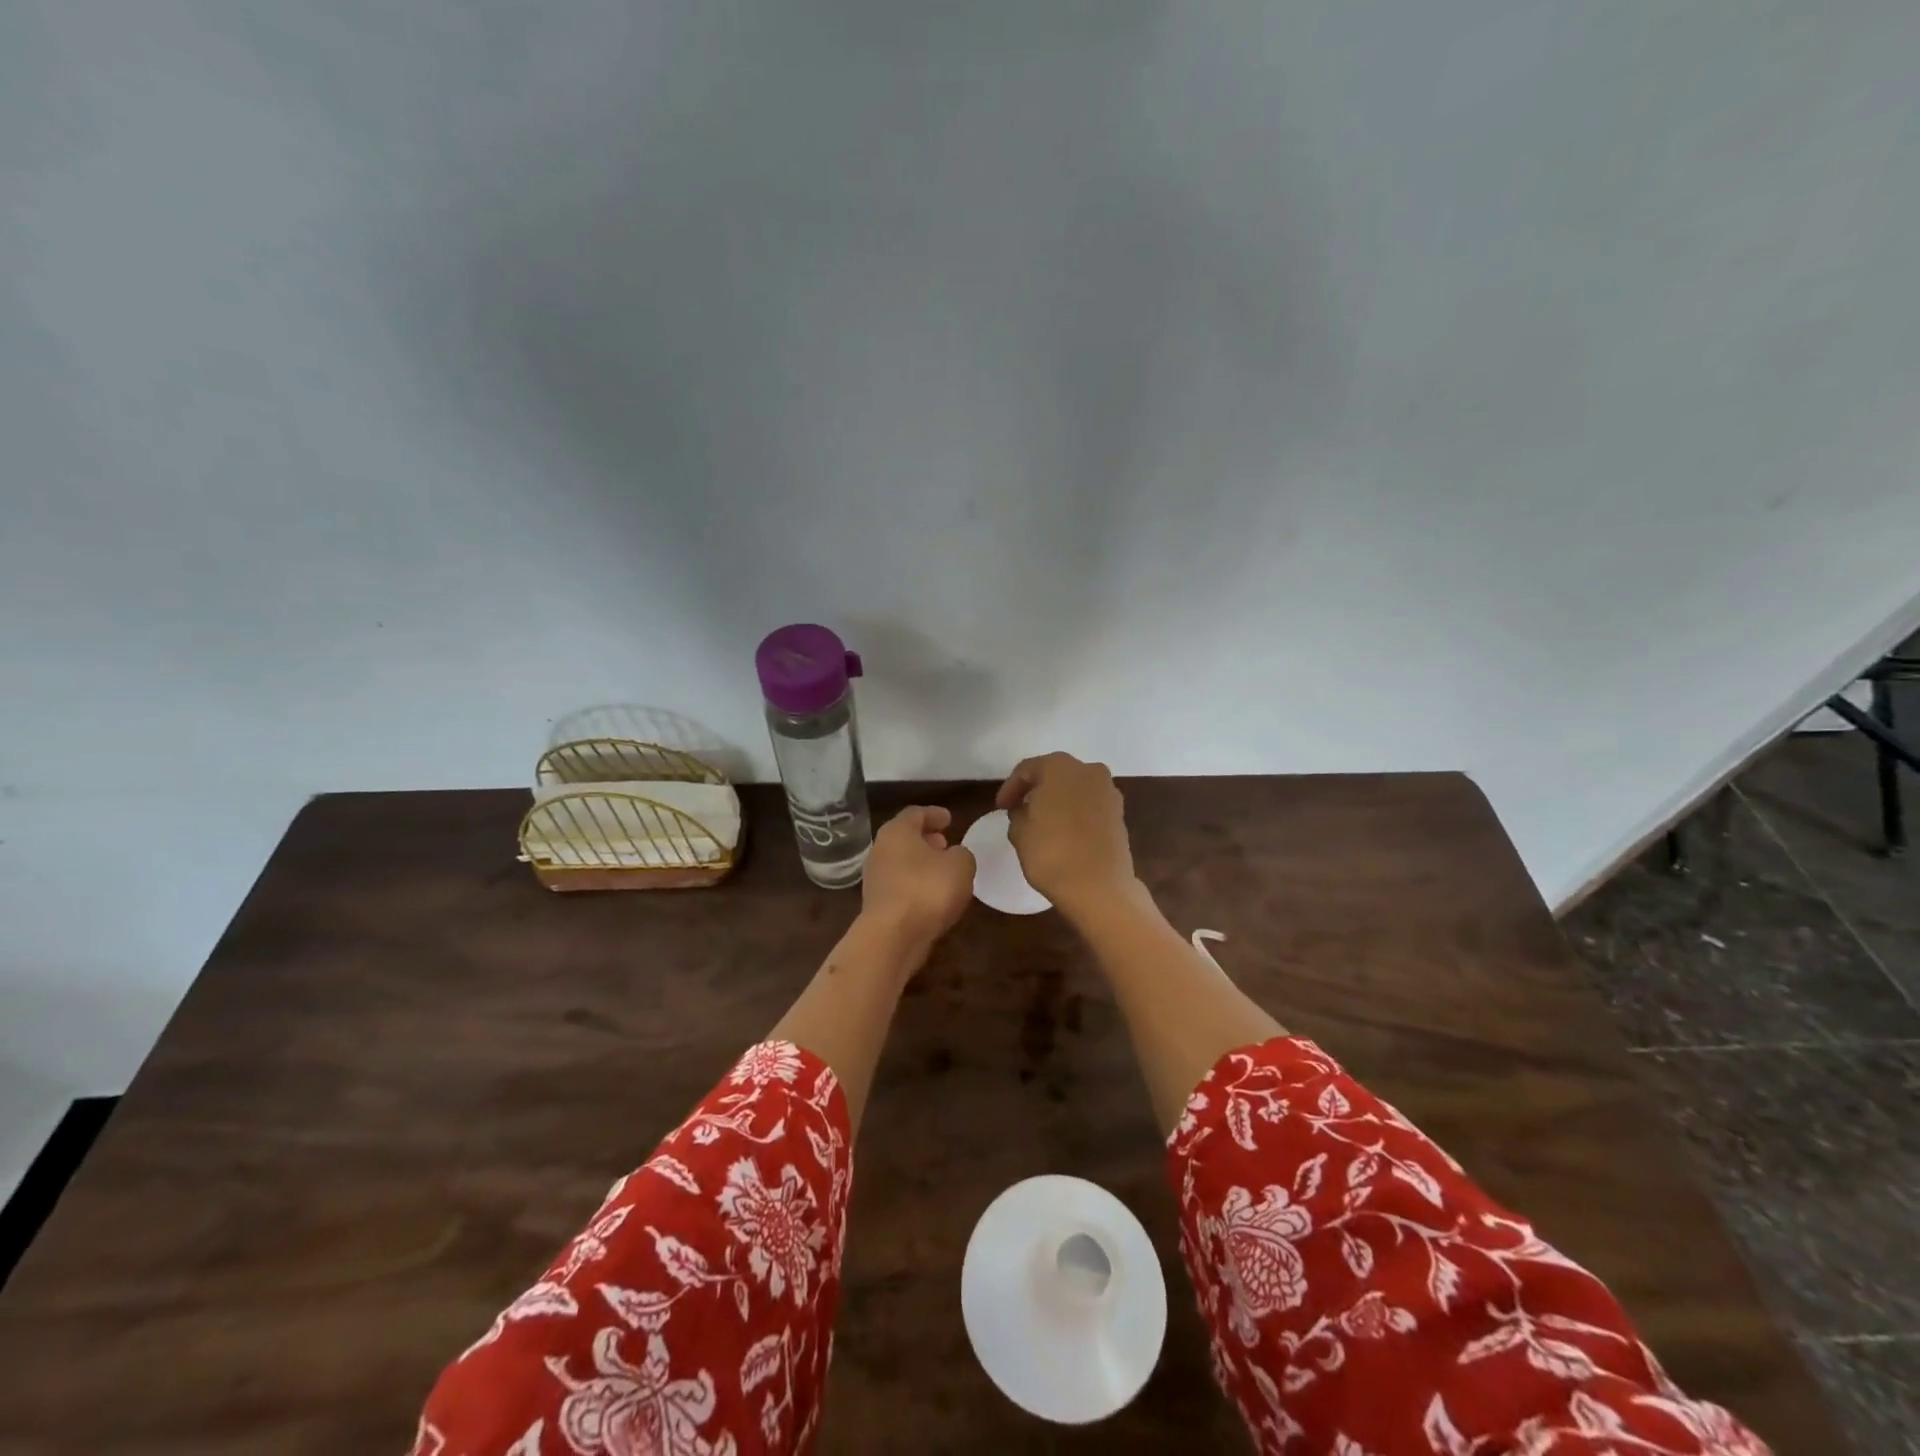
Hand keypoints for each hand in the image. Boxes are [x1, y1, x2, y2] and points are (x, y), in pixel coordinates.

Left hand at [858, 806, 975, 968]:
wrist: (893, 937)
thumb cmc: (927, 889)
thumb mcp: (961, 865)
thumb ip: (962, 854)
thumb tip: (955, 856)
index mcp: (897, 831)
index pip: (915, 813)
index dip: (934, 814)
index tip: (949, 818)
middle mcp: (880, 850)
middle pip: (904, 838)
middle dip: (926, 839)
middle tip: (946, 843)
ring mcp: (875, 879)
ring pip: (901, 863)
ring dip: (921, 864)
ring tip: (943, 871)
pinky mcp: (878, 905)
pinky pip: (900, 886)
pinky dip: (916, 885)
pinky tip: (933, 896)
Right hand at [994, 753, 1137, 919]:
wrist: (1100, 887)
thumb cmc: (1052, 853)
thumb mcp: (1019, 832)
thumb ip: (1018, 814)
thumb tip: (1025, 811)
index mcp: (1060, 766)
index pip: (1026, 770)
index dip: (1010, 788)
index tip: (1000, 808)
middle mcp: (1089, 770)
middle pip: (1055, 774)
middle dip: (1036, 790)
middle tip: (1019, 810)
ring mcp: (1109, 792)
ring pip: (1075, 789)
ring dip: (1058, 801)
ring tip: (1042, 822)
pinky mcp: (1120, 814)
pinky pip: (1090, 806)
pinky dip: (1076, 813)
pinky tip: (1064, 832)